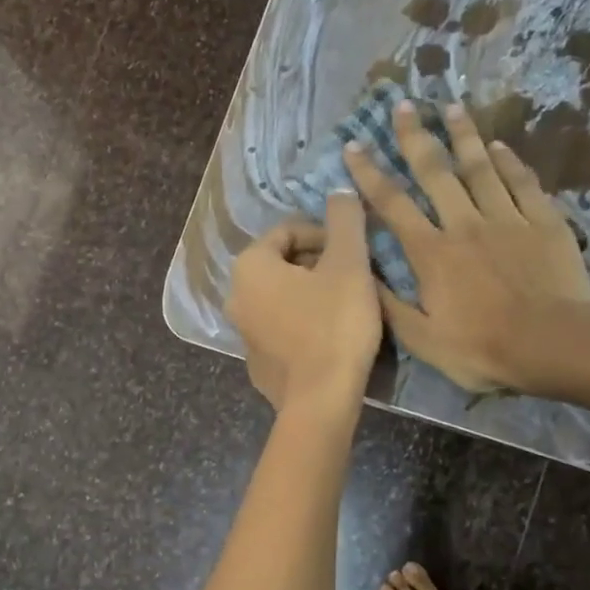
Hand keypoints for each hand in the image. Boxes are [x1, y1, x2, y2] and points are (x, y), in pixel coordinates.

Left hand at [227, 193, 381, 413]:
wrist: (320, 399)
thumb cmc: (334, 323)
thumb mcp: (348, 263)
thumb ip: (344, 220)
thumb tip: (340, 190)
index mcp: (249, 267)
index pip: (288, 232)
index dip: (325, 234)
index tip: (354, 249)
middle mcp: (236, 296)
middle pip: (283, 264)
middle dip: (318, 263)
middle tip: (354, 276)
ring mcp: (243, 333)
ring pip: (282, 297)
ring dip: (313, 293)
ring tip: (348, 304)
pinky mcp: (257, 362)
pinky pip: (282, 328)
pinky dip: (303, 323)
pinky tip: (331, 336)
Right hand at [343, 101, 589, 394]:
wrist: (552, 345)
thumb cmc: (480, 348)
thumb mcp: (421, 338)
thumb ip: (388, 304)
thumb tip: (360, 273)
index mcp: (430, 253)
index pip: (392, 205)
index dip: (369, 174)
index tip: (354, 146)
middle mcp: (464, 224)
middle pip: (435, 172)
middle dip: (415, 137)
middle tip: (403, 105)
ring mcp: (507, 219)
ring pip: (480, 168)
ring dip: (464, 136)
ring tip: (451, 107)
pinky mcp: (543, 223)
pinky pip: (523, 184)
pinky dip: (510, 162)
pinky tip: (499, 146)